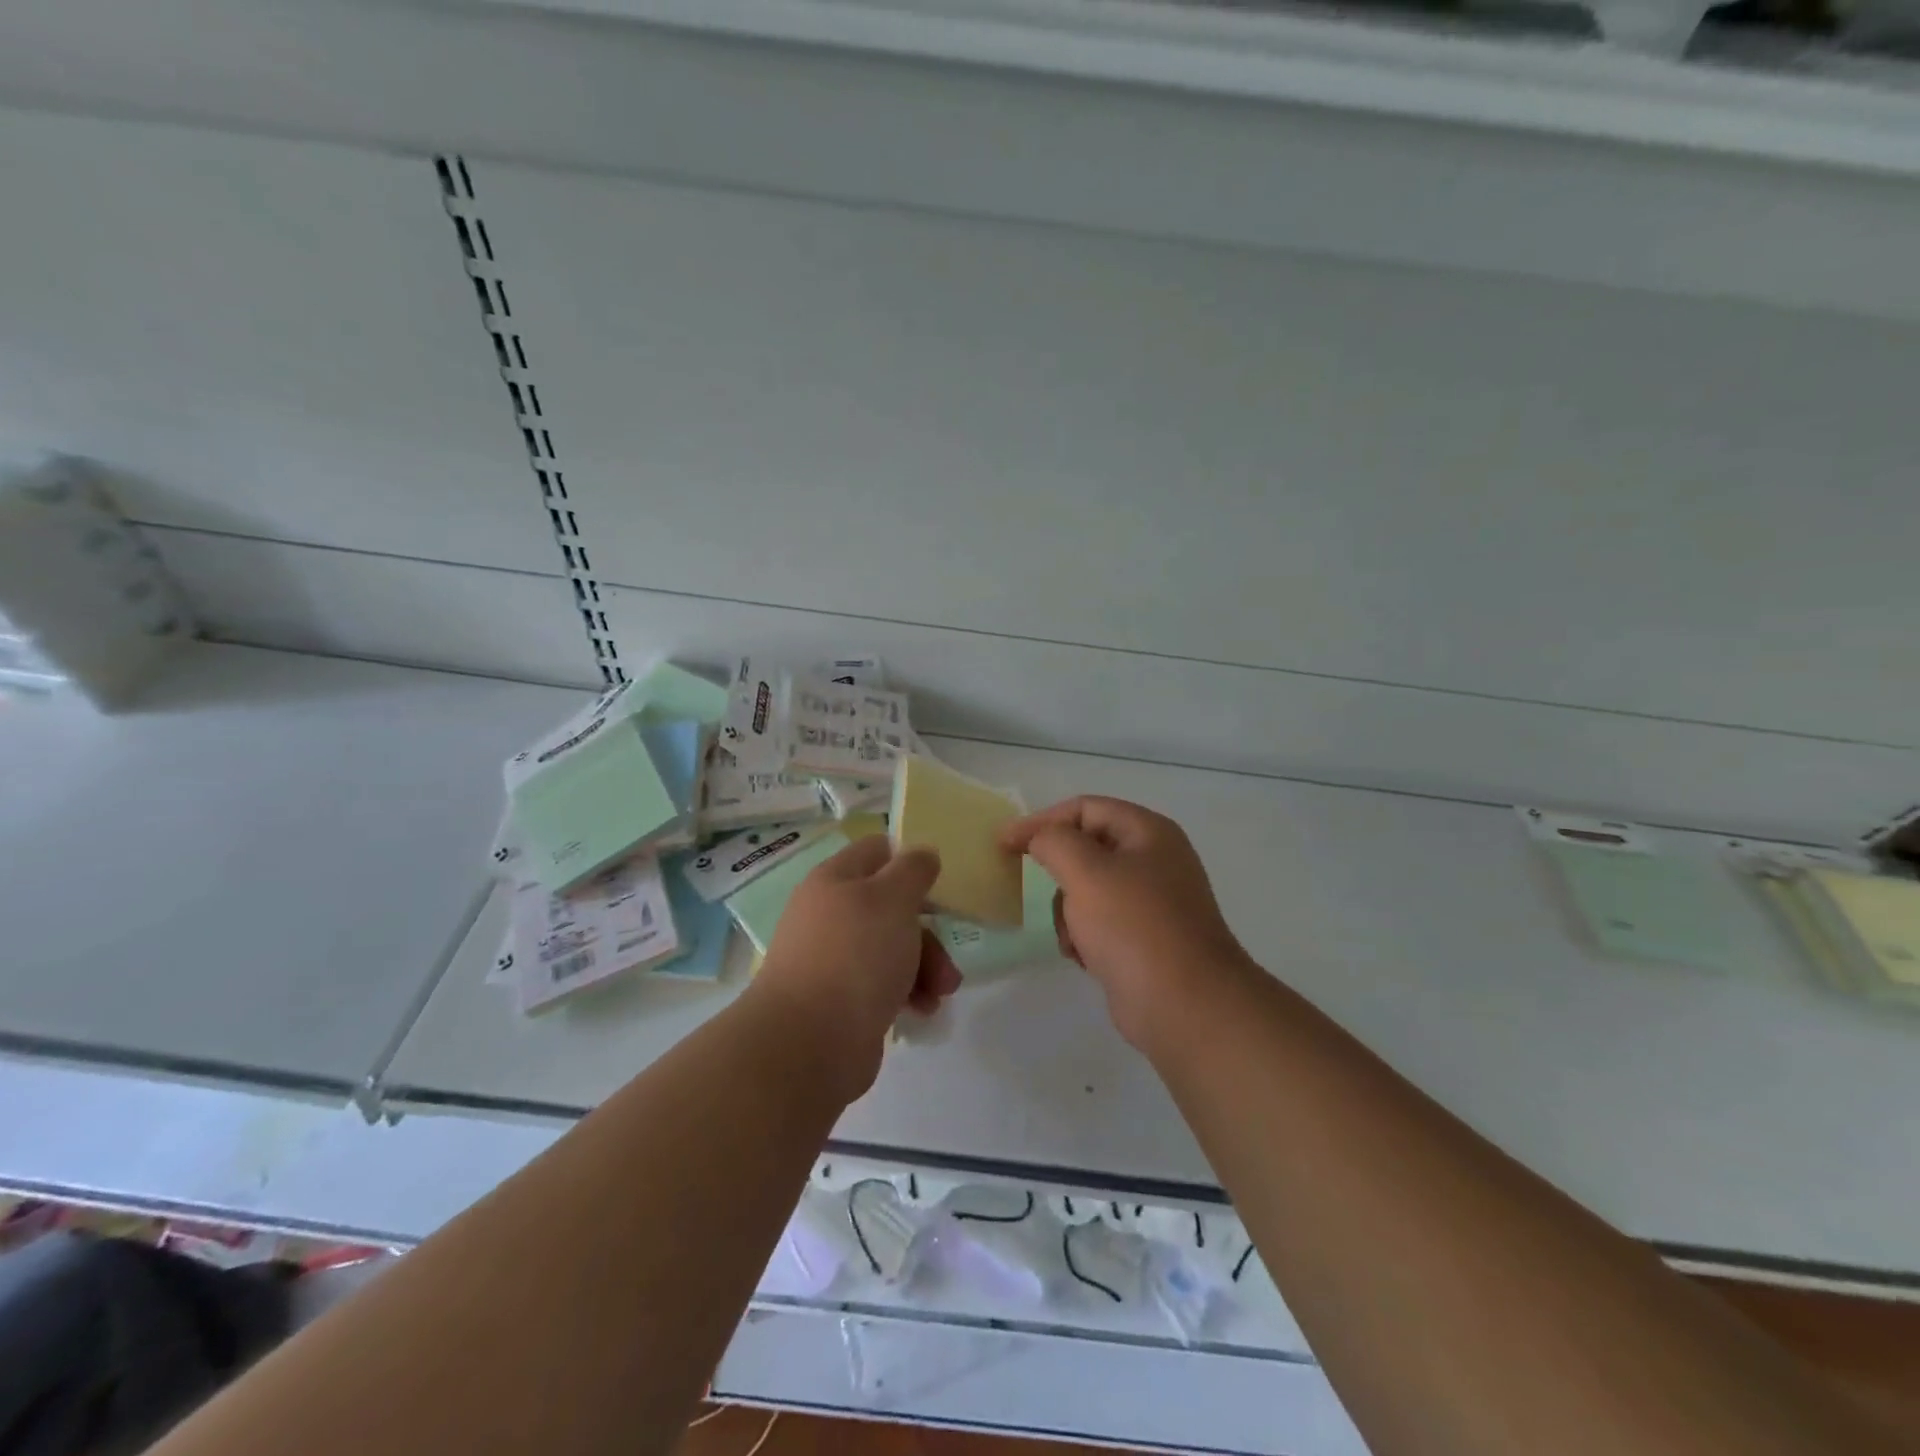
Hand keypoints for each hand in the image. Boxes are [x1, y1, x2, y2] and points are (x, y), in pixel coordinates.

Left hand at [750, 836, 961, 1098]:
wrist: (809, 1043)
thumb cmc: (855, 956)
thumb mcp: (893, 899)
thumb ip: (913, 870)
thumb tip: (922, 854)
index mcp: (835, 880)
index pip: (877, 851)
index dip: (910, 860)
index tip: (940, 883)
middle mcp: (830, 914)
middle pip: (891, 905)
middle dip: (927, 930)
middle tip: (947, 955)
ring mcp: (833, 959)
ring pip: (892, 947)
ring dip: (925, 965)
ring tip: (941, 993)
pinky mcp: (841, 1000)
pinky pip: (883, 984)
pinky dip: (907, 992)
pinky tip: (922, 1010)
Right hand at [1002, 796, 1253, 1049]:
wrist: (1184, 1005)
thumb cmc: (1134, 926)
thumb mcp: (1086, 871)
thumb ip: (1053, 841)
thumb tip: (1037, 838)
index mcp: (1148, 832)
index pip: (1085, 808)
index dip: (1041, 820)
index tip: (1003, 843)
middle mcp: (1153, 860)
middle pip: (1086, 848)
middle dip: (1058, 871)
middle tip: (1027, 886)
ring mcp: (1151, 902)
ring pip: (1088, 889)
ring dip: (1067, 910)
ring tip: (1070, 935)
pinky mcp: (1143, 939)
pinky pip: (1099, 923)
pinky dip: (1083, 935)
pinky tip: (1083, 957)